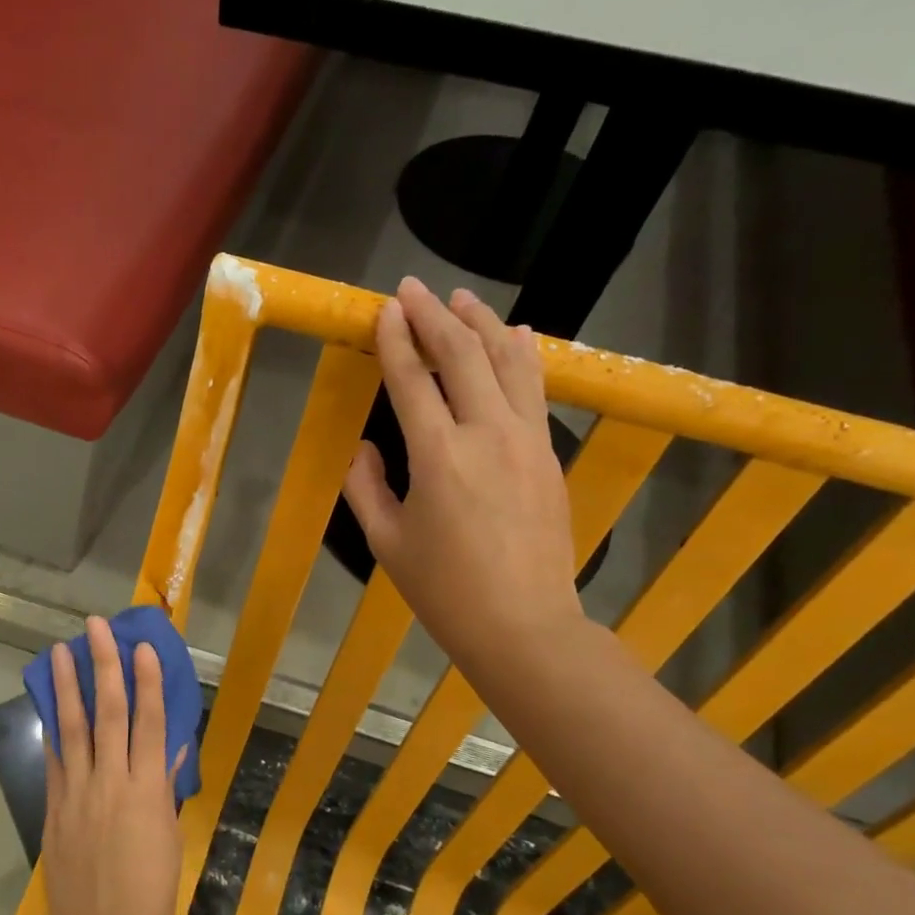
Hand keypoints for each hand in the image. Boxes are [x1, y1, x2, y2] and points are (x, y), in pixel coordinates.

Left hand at [38, 617, 183, 914]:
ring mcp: (77, 794)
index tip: (142, 646)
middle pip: (108, 712)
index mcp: (149, 790)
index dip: (147, 680)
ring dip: (67, 685)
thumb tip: (171, 751)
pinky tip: (50, 705)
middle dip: (103, 665)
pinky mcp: (53, 810)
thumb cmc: (153, 899)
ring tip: (61, 650)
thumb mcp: (171, 840)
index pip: (150, 721)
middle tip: (95, 627)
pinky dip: (54, 729)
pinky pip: (55, 760)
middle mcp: (111, 781)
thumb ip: (167, 790)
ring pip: (72, 727)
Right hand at [343, 277, 583, 687]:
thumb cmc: (444, 590)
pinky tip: (515, 333)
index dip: (396, 340)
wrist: (523, 624)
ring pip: (506, 361)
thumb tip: (366, 446)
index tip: (385, 309)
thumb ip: (366, 487)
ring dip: (481, 324)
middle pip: (461, 356)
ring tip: (460, 299)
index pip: (411, 380)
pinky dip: (522, 354)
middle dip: (433, 317)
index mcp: (437, 456)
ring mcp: (525, 439)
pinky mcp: (547, 453)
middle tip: (412, 289)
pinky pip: (534, 388)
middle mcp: (485, 433)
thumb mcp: (387, 542)